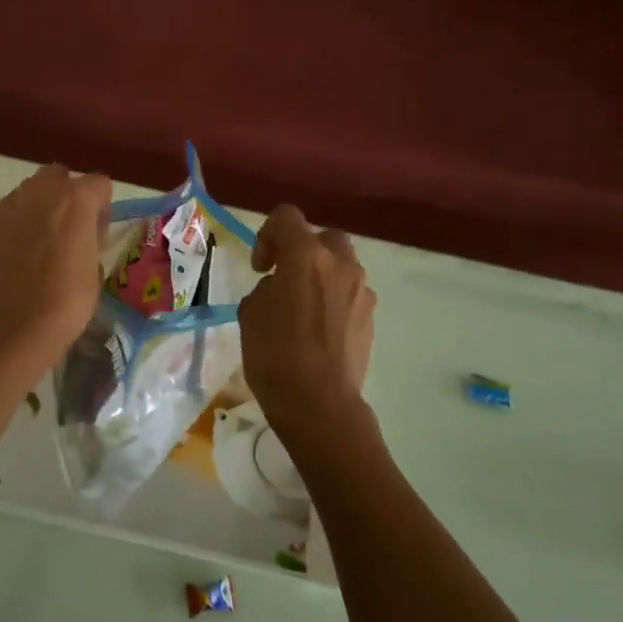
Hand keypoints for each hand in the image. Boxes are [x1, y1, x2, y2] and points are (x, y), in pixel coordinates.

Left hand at [0, 165, 110, 380]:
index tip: (99, 235)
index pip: (99, 183)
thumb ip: (91, 239)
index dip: (103, 208)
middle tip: (74, 230)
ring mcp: (12, 204)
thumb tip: (84, 234)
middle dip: (69, 194)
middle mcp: (43, 191)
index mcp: (77, 199)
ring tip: (47, 241)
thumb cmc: (65, 302)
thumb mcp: (95, 271)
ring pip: (34, 189)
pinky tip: (25, 252)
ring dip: (44, 205)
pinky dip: (23, 221)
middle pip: (61, 175)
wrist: (10, 326)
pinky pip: (14, 209)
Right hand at [238, 205, 376, 446]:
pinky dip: (334, 299)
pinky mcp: (371, 316)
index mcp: (305, 255)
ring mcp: (361, 290)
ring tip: (302, 307)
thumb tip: (280, 288)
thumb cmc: (275, 354)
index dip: (267, 235)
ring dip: (321, 275)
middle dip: (302, 250)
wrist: (319, 403)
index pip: (286, 217)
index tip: (261, 267)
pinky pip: (350, 293)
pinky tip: (319, 329)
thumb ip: (266, 288)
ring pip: (341, 265)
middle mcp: (339, 264)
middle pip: (322, 237)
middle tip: (284, 278)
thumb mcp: (251, 313)